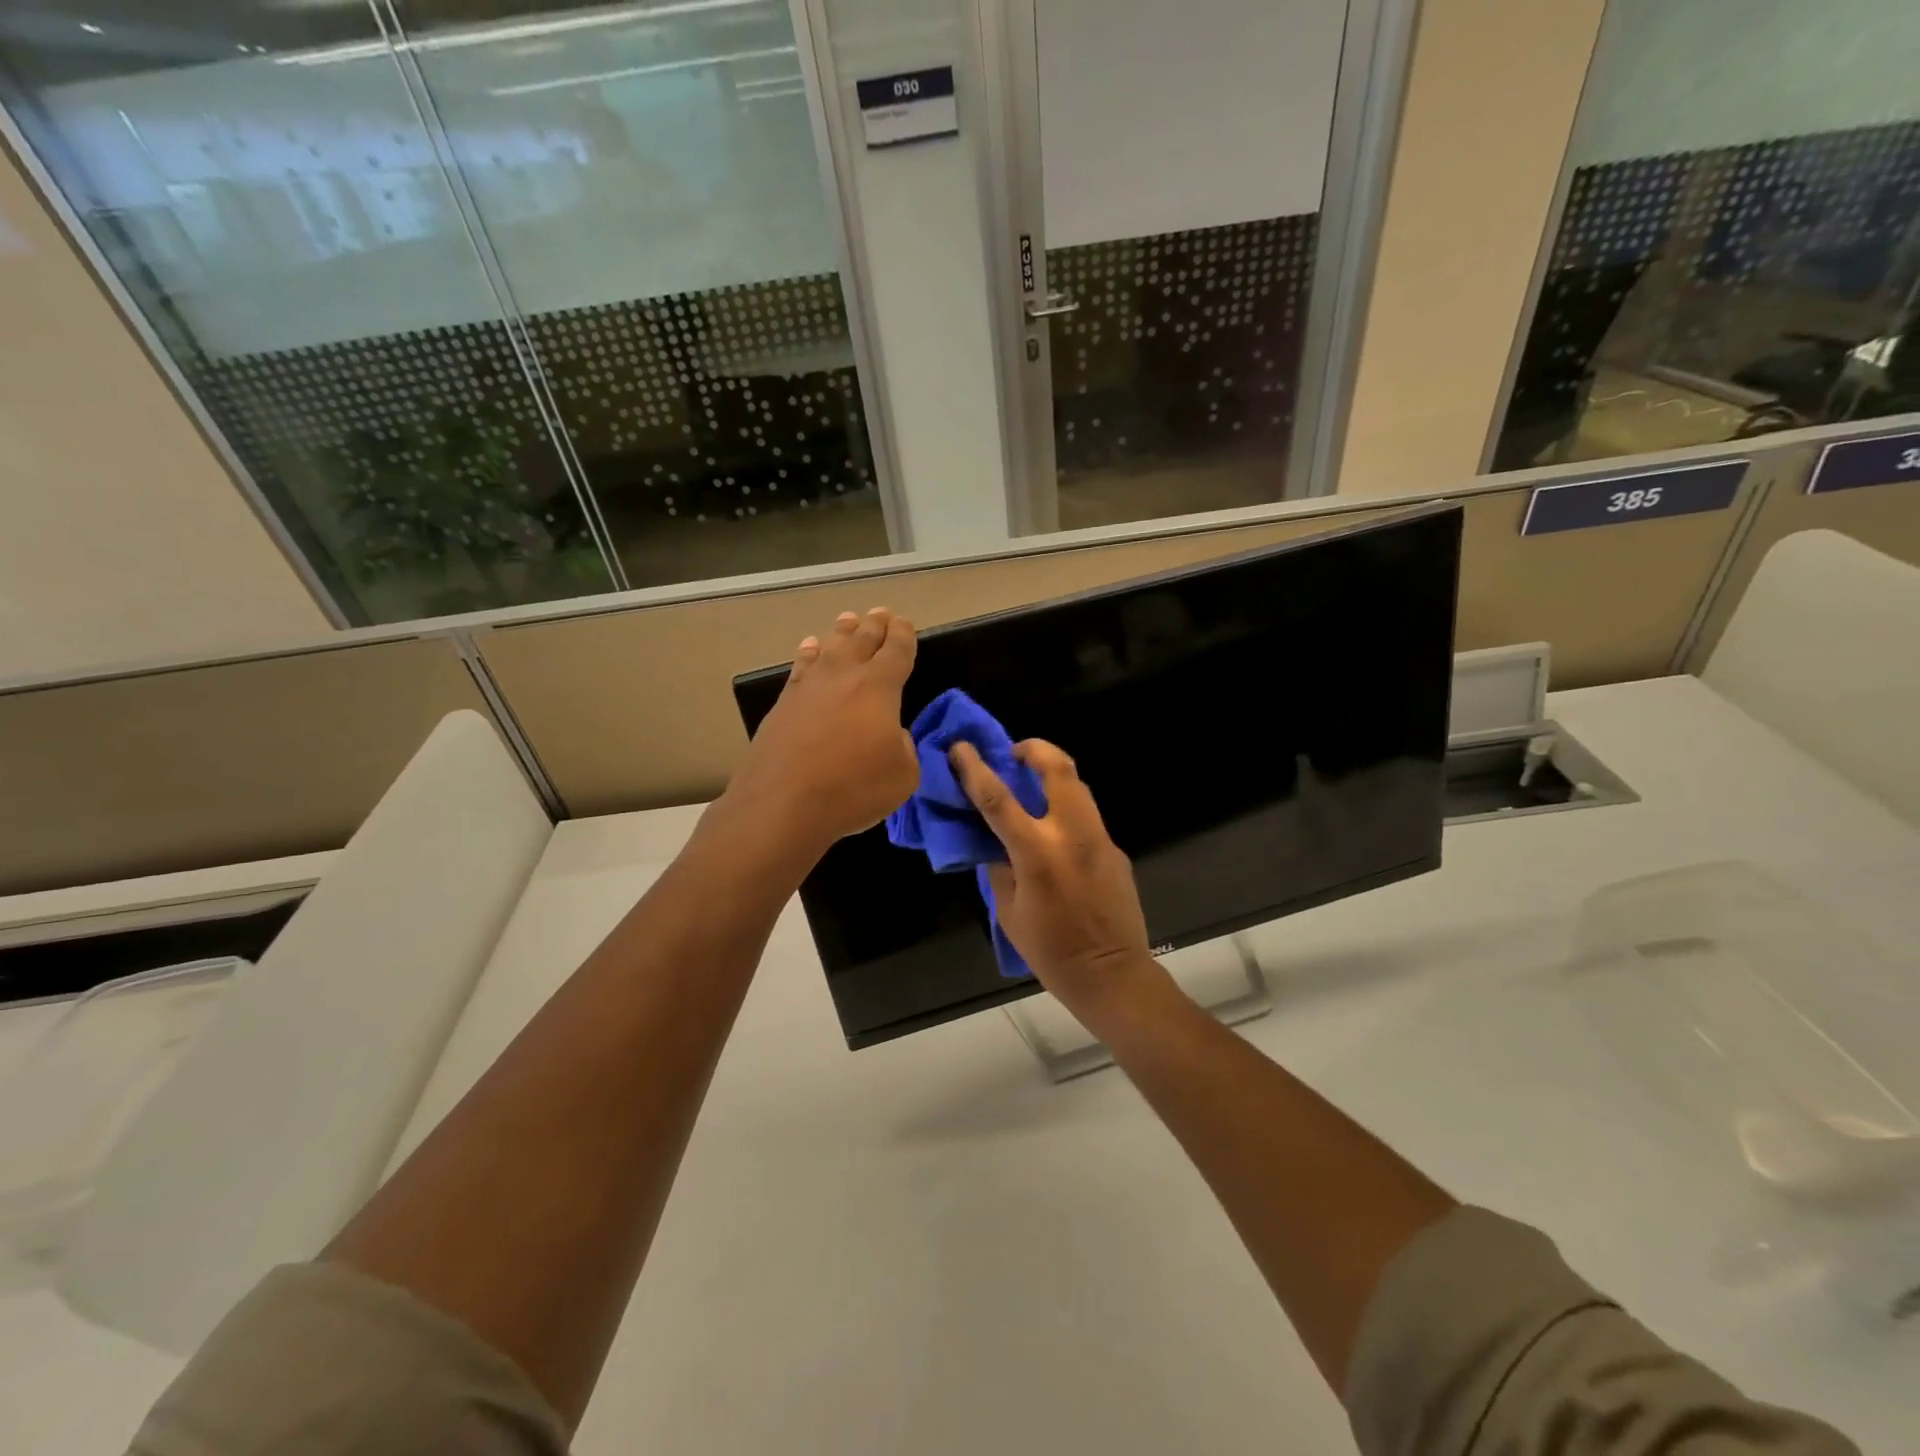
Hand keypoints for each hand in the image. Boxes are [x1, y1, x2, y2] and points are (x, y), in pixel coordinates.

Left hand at [728, 608, 918, 849]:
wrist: (783, 803)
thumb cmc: (853, 788)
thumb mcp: (903, 775)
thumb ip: (904, 748)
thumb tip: (892, 735)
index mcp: (880, 687)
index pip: (896, 650)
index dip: (903, 635)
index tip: (904, 624)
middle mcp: (844, 676)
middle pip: (862, 640)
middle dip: (874, 625)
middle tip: (880, 613)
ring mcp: (809, 687)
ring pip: (829, 648)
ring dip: (841, 632)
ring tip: (847, 620)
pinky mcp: (783, 704)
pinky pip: (801, 667)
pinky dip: (808, 654)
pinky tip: (809, 647)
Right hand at [948, 738, 1162, 1026]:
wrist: (1112, 974)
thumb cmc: (1051, 952)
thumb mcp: (1009, 912)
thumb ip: (999, 867)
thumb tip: (993, 841)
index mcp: (1037, 853)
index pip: (998, 799)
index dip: (975, 769)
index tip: (961, 748)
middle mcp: (1072, 835)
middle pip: (1057, 769)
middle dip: (1034, 749)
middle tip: (1014, 752)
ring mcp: (1099, 839)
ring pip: (1078, 785)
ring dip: (1052, 773)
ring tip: (1032, 782)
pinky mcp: (1115, 849)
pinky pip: (1087, 816)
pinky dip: (1065, 809)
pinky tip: (1055, 831)